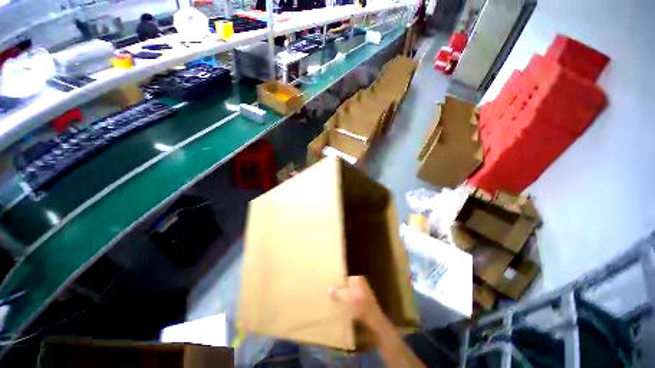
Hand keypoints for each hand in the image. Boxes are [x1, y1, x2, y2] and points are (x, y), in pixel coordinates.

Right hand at [330, 276, 385, 329]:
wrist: (373, 320)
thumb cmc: (359, 304)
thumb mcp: (346, 297)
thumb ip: (337, 292)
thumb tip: (330, 289)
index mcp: (358, 279)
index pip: (345, 279)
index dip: (339, 284)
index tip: (332, 290)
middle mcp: (362, 283)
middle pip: (348, 287)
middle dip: (342, 291)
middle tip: (332, 297)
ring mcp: (365, 293)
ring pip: (351, 294)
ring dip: (346, 299)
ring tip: (337, 304)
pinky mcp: (366, 303)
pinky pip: (355, 301)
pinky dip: (350, 304)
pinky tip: (345, 310)